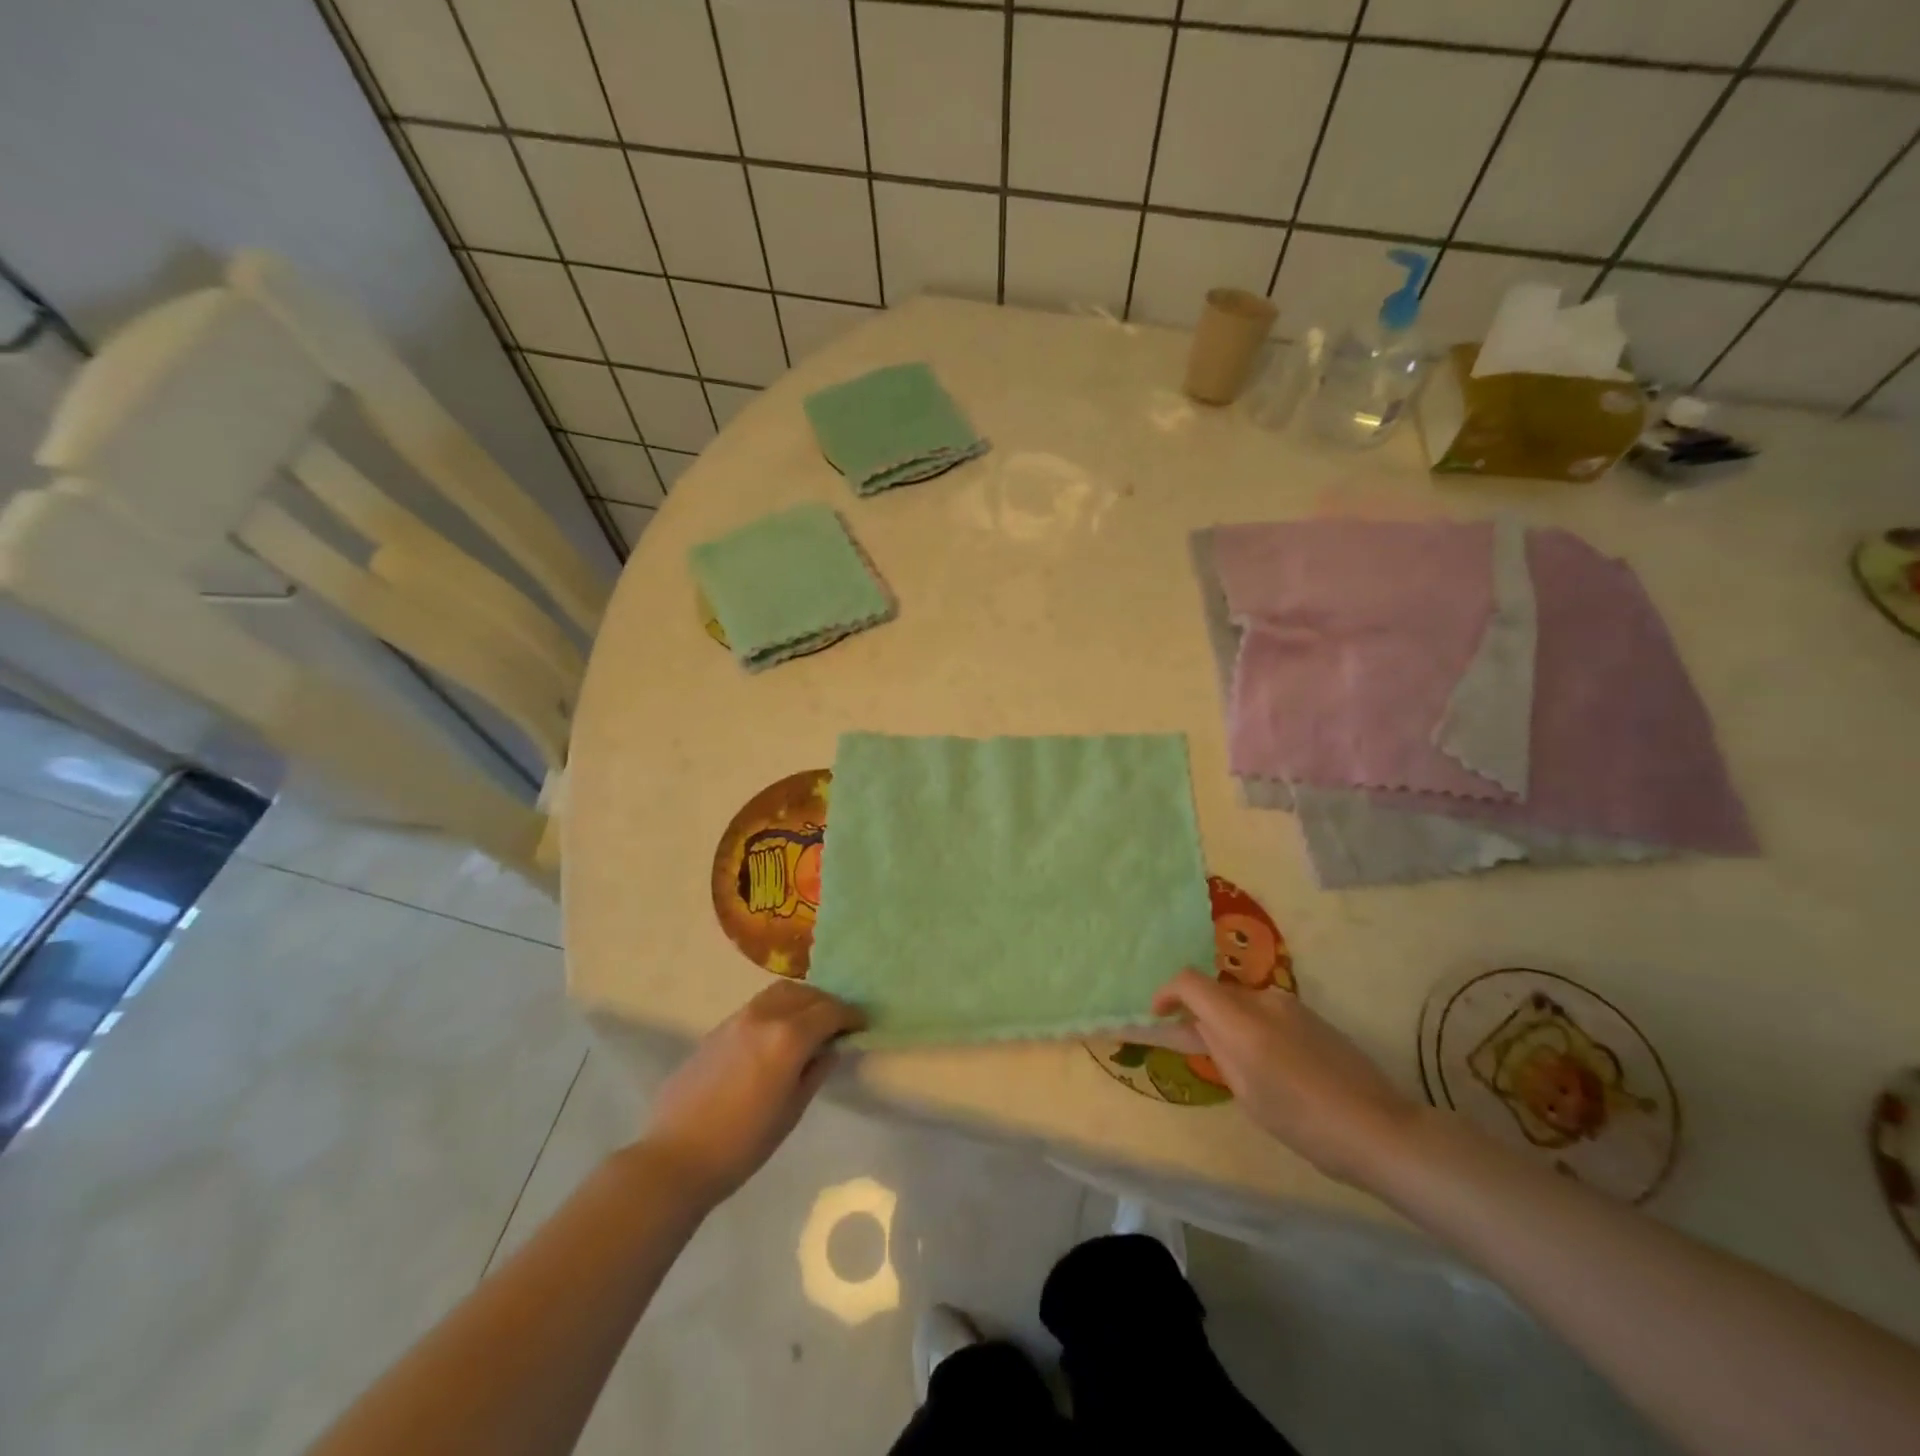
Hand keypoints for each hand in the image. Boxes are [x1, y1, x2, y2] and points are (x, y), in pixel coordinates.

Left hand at [641, 980, 864, 1207]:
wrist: (676, 1157)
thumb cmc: (742, 1144)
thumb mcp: (791, 1112)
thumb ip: (814, 1073)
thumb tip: (829, 1049)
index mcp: (788, 1038)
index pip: (829, 1012)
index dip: (850, 1016)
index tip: (861, 1024)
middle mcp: (764, 1017)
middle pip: (805, 994)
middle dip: (826, 1004)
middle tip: (837, 1023)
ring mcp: (737, 1019)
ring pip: (779, 993)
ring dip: (801, 1001)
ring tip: (808, 1023)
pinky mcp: (717, 1029)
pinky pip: (757, 1006)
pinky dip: (777, 1009)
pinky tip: (776, 1035)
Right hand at [1151, 970, 1419, 1188]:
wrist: (1379, 1129)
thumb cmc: (1304, 1122)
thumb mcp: (1247, 1094)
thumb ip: (1219, 1051)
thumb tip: (1201, 1026)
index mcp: (1242, 1020)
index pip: (1189, 982)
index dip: (1167, 993)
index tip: (1159, 1016)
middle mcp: (1264, 1000)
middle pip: (1216, 991)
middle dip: (1197, 1011)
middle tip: (1193, 1046)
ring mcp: (1291, 1005)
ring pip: (1242, 1002)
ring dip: (1227, 1020)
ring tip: (1235, 1062)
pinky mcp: (1312, 1016)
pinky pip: (1266, 1011)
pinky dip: (1252, 1026)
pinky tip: (1269, 1064)